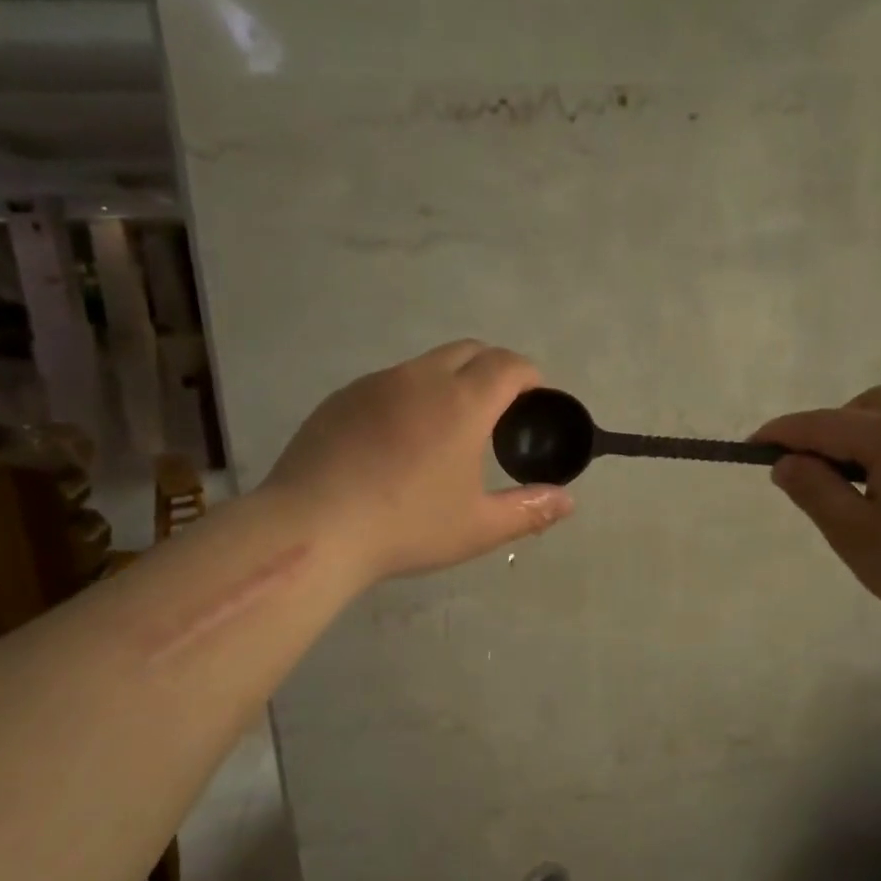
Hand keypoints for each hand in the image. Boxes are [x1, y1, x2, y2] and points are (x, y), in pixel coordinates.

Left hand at [266, 341, 574, 581]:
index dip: (531, 377)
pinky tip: (398, 442)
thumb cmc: (406, 527)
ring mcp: (375, 384)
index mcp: (461, 402)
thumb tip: (568, 501)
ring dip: (450, 381)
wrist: (313, 529)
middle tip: (500, 413)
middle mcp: (420, 379)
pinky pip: (389, 384)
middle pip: (469, 351)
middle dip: (494, 370)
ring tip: (449, 428)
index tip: (537, 403)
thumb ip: (529, 510)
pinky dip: (410, 397)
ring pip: (426, 365)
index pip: (508, 364)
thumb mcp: (477, 527)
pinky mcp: (341, 399)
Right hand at [754, 388, 880, 637]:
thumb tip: (786, 463)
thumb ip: (814, 491)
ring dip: (863, 434)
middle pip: (862, 407)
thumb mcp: (855, 535)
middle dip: (828, 430)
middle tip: (813, 474)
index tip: (751, 446)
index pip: (822, 424)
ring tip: (855, 482)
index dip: (782, 434)